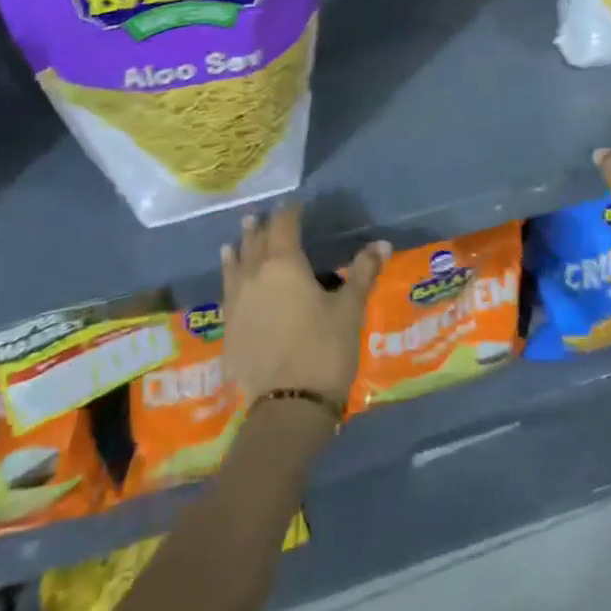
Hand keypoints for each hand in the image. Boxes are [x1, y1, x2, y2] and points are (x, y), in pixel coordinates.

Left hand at [221, 203, 389, 405]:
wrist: (288, 406)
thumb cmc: (325, 348)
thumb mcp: (350, 308)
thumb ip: (363, 272)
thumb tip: (382, 243)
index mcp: (284, 263)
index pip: (284, 225)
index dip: (290, 212)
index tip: (295, 204)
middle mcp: (254, 275)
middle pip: (255, 242)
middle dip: (261, 228)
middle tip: (261, 216)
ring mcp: (237, 302)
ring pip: (235, 265)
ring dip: (239, 249)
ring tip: (236, 239)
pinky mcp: (229, 329)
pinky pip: (228, 291)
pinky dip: (230, 278)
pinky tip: (231, 280)